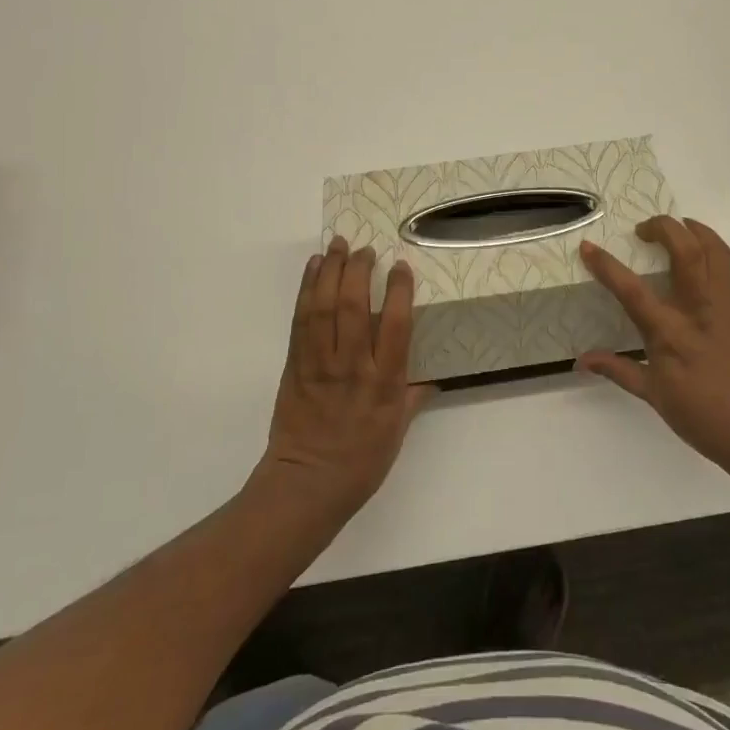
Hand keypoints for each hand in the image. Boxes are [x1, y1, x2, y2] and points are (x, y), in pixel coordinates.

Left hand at [254, 235, 430, 517]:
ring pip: (324, 307)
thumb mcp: (398, 431)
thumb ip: (414, 397)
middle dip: (358, 270)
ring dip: (329, 271)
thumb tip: (434, 376)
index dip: (399, 291)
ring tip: (337, 245)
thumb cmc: (361, 462)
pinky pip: (301, 320)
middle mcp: (352, 366)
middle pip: (354, 306)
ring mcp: (320, 363)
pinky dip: (307, 290)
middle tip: (364, 249)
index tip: (400, 266)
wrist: (306, 484)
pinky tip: (313, 270)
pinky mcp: (295, 365)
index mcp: (384, 383)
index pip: (395, 326)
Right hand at [578, 217, 729, 478]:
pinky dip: (708, 250)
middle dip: (664, 227)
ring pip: (715, 251)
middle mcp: (699, 311)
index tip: (588, 247)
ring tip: (676, 227)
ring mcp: (725, 307)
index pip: (632, 291)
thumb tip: (582, 360)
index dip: (607, 266)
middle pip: (686, 251)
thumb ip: (619, 370)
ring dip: (694, 229)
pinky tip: (695, 261)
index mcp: (671, 335)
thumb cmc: (705, 420)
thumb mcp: (655, 398)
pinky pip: (725, 269)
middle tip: (642, 229)